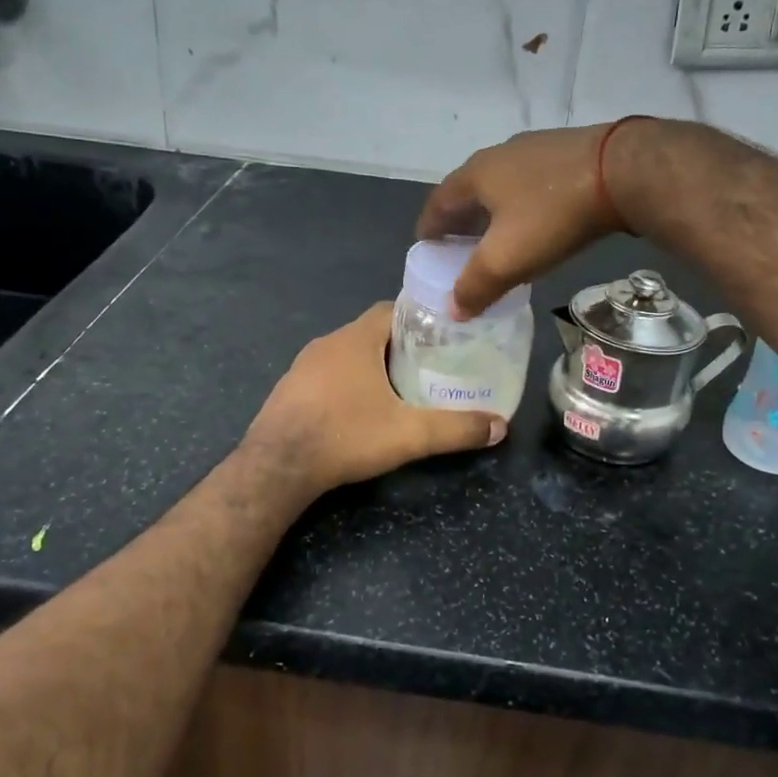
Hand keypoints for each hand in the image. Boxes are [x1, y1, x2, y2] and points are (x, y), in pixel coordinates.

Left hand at [243, 303, 504, 495]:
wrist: (277, 467)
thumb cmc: (346, 435)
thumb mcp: (409, 435)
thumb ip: (456, 429)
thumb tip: (500, 427)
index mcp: (355, 339)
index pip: (391, 309)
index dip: (418, 319)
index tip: (441, 337)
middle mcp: (327, 343)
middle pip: (371, 332)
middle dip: (400, 346)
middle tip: (429, 367)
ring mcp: (302, 366)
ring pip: (346, 354)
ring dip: (370, 366)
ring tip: (399, 389)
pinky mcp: (288, 389)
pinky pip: (325, 375)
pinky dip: (345, 383)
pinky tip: (358, 410)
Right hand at [417, 122, 640, 317]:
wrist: (623, 172)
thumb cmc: (552, 215)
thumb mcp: (506, 259)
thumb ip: (474, 286)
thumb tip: (453, 309)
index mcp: (475, 175)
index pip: (437, 203)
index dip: (429, 229)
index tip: (427, 250)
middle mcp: (499, 154)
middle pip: (468, 191)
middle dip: (461, 221)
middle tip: (461, 249)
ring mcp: (535, 148)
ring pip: (502, 185)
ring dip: (493, 211)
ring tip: (499, 237)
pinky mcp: (568, 151)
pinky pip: (533, 182)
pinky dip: (524, 203)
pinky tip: (539, 220)